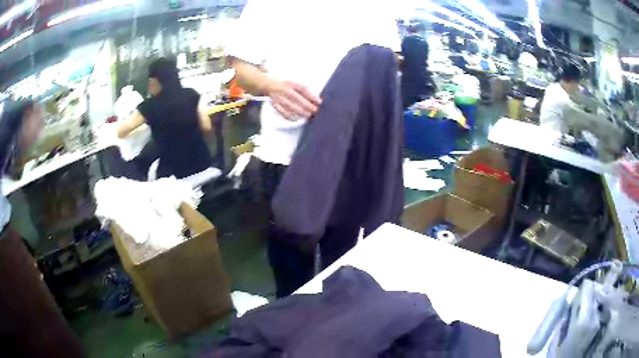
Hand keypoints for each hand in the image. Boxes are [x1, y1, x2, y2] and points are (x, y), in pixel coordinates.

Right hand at [265, 79, 321, 119]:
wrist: (268, 84)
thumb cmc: (284, 84)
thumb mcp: (294, 82)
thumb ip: (303, 89)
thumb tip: (315, 98)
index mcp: (291, 83)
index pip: (303, 89)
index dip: (311, 95)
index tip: (319, 101)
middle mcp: (285, 90)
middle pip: (297, 98)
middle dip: (307, 105)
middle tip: (315, 110)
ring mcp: (279, 97)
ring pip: (290, 106)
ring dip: (300, 111)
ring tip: (307, 115)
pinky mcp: (275, 104)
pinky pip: (282, 111)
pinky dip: (289, 116)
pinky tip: (296, 118)